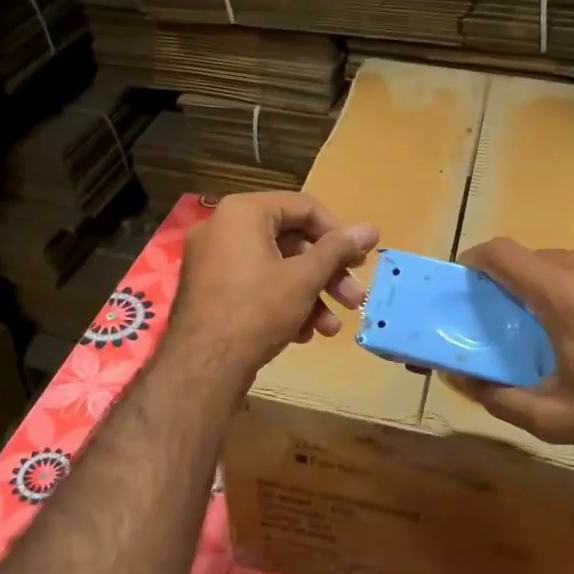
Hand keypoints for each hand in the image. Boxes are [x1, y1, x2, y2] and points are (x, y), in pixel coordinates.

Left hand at [165, 192, 378, 385]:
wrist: (202, 367)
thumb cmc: (257, 310)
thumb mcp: (304, 278)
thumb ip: (338, 250)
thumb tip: (372, 228)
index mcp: (242, 212)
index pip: (303, 207)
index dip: (338, 232)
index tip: (360, 260)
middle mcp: (222, 228)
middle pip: (290, 241)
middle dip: (327, 273)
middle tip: (354, 298)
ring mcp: (212, 261)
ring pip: (274, 268)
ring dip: (309, 295)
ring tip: (331, 327)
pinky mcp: (209, 291)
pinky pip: (254, 285)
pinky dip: (281, 304)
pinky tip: (303, 334)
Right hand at [446, 238, 573, 469]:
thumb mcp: (553, 419)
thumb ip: (497, 398)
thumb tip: (458, 380)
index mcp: (565, 295)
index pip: (504, 254)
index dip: (478, 259)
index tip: (468, 275)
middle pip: (541, 258)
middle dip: (521, 280)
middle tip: (519, 315)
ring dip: (564, 285)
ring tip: (573, 325)